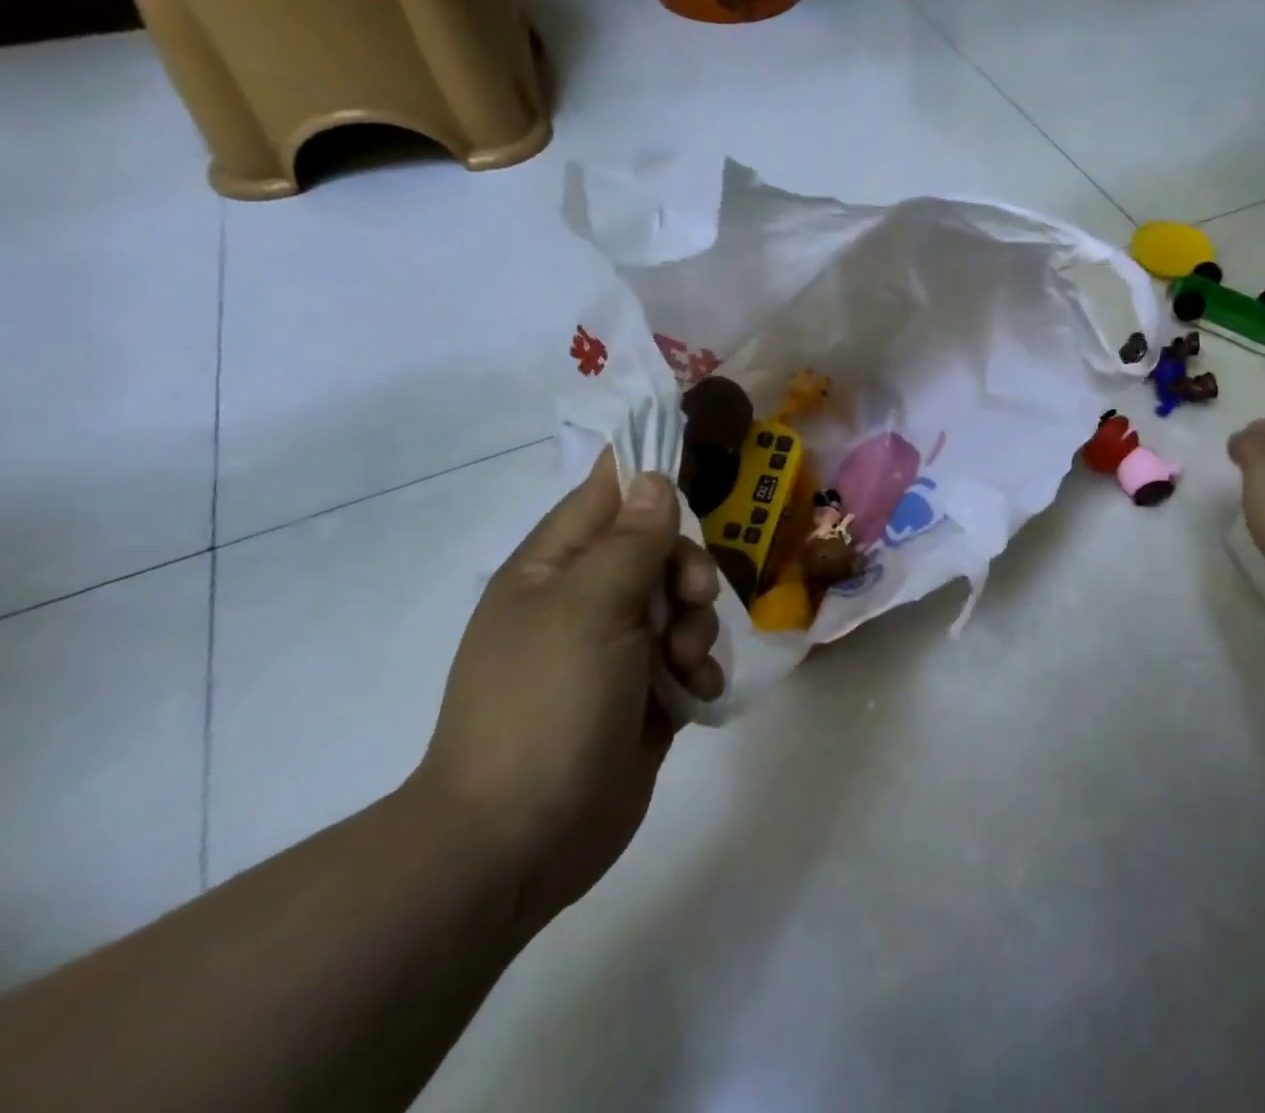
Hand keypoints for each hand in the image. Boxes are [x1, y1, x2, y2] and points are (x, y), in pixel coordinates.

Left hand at [414, 451, 724, 924]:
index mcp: (554, 568)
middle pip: (659, 550)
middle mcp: (585, 601)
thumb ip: (632, 540)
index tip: (700, 468)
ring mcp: (615, 650)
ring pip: (683, 605)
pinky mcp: (645, 694)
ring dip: (698, 626)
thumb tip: (653, 478)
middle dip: (687, 570)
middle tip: (692, 598)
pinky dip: (700, 670)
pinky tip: (695, 694)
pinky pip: (690, 657)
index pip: (607, 494)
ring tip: (683, 663)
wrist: (519, 840)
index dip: (649, 475)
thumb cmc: (546, 703)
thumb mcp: (590, 608)